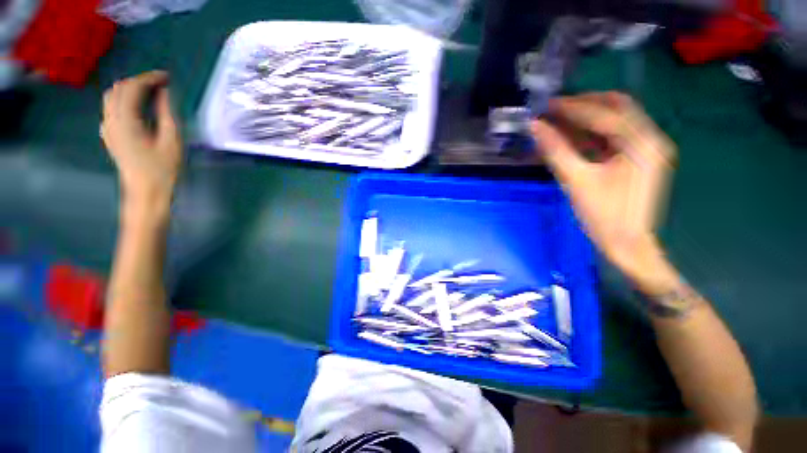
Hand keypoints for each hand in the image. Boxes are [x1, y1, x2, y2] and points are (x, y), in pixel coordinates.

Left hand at [101, 71, 181, 215]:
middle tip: (160, 85)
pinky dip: (123, 101)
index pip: (132, 88)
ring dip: (130, 90)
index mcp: (126, 120)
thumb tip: (164, 93)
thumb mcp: (171, 141)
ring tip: (150, 93)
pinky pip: (111, 109)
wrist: (145, 192)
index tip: (167, 77)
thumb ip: (166, 113)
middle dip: (139, 81)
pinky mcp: (109, 135)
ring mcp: (108, 128)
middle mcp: (111, 119)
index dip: (149, 78)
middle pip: (118, 89)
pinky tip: (137, 107)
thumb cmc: (163, 169)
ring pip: (112, 97)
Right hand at [532, 92, 677, 291]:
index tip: (547, 105)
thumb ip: (555, 150)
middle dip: (585, 104)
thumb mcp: (576, 181)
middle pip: (618, 108)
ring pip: (616, 120)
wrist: (627, 245)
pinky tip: (571, 135)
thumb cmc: (604, 216)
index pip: (605, 114)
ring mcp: (645, 149)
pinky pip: (613, 137)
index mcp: (641, 144)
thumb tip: (535, 127)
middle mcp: (649, 139)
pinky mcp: (636, 160)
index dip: (573, 107)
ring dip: (588, 117)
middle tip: (555, 108)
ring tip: (559, 118)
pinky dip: (591, 133)